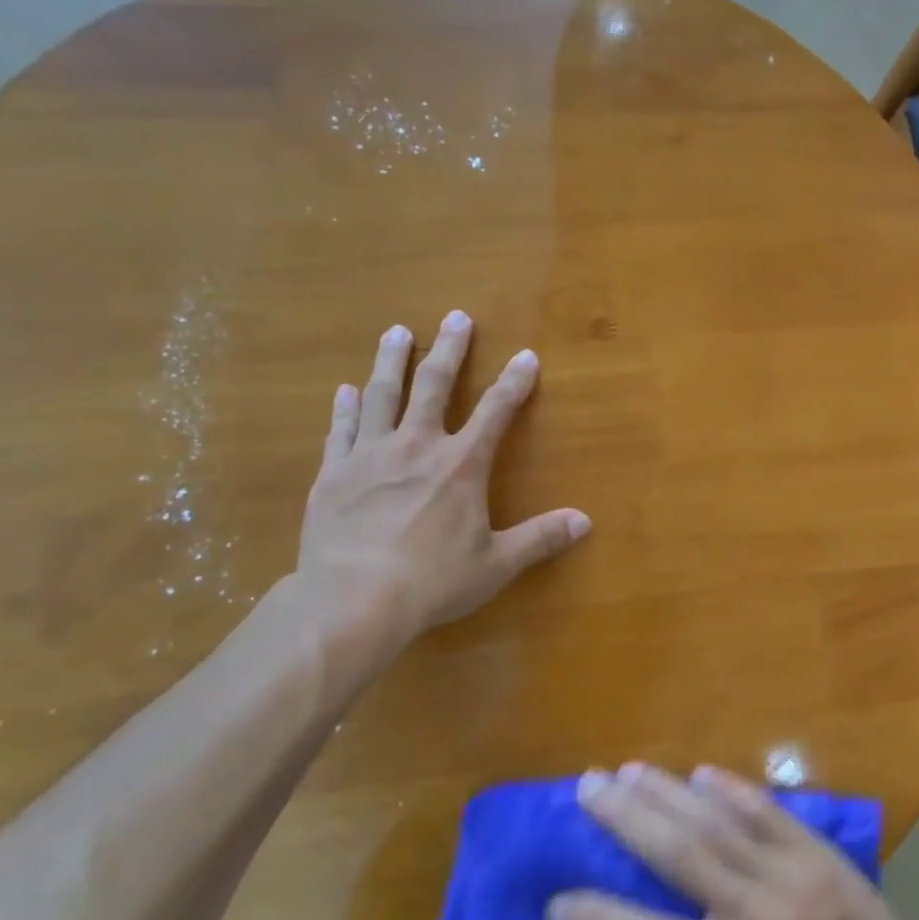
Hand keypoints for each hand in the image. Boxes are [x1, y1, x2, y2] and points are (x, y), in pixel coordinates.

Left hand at [294, 311, 590, 671]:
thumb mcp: (496, 564)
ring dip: (392, 360)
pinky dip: (344, 408)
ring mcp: (369, 456)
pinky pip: (341, 430)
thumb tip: (585, 521)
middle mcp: (416, 446)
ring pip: (381, 395)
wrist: (351, 602)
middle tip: (456, 317)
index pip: (496, 411)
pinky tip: (345, 391)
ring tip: (397, 331)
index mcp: (461, 464)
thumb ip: (541, 538)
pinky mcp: (333, 474)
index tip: (526, 355)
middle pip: (434, 385)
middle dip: (449, 349)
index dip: (514, 382)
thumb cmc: (432, 582)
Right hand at [546, 764, 918, 919]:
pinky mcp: (814, 848)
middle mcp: (754, 917)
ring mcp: (788, 874)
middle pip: (678, 855)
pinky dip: (729, 788)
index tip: (556, 898)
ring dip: (666, 791)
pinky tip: (699, 771)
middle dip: (626, 817)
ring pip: (715, 821)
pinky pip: (764, 809)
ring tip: (628, 769)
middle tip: (588, 786)